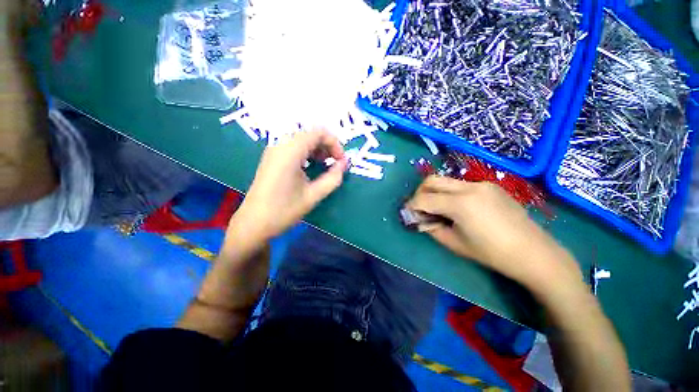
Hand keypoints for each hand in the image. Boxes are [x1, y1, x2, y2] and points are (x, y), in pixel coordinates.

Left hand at [225, 129, 347, 250]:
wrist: (254, 223)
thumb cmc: (284, 210)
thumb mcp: (313, 195)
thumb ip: (332, 178)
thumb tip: (344, 164)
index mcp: (290, 151)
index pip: (319, 132)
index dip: (335, 144)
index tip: (341, 161)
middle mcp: (280, 145)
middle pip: (310, 134)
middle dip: (327, 147)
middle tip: (335, 164)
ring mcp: (274, 151)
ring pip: (302, 140)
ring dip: (318, 150)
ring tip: (325, 166)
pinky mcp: (272, 158)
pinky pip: (294, 147)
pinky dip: (307, 154)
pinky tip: (311, 168)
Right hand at [406, 175, 582, 295]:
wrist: (534, 252)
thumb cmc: (492, 253)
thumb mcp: (455, 243)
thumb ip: (432, 228)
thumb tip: (421, 219)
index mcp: (460, 204)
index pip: (424, 198)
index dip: (412, 206)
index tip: (408, 214)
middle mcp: (469, 187)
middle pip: (432, 180)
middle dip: (419, 192)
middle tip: (419, 207)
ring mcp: (481, 184)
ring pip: (446, 181)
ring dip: (435, 192)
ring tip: (437, 209)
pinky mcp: (490, 185)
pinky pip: (461, 185)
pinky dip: (450, 193)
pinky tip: (457, 208)